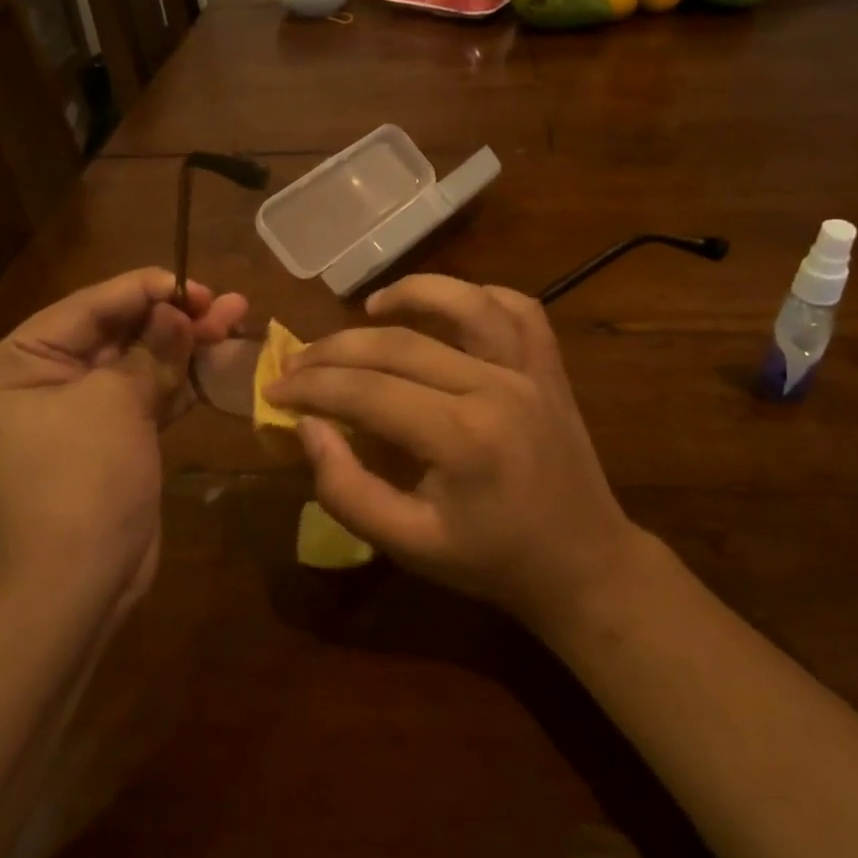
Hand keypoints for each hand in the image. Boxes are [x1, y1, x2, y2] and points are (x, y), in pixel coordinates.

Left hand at [0, 268, 246, 612]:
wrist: (80, 583)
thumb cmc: (82, 479)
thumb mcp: (117, 401)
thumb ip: (153, 347)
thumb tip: (179, 309)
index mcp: (17, 360)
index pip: (91, 306)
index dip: (149, 289)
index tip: (199, 284)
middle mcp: (40, 377)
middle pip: (119, 331)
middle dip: (175, 318)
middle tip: (229, 303)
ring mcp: (77, 409)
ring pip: (140, 362)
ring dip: (186, 345)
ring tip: (237, 319)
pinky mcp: (110, 436)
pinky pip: (148, 395)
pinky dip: (182, 380)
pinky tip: (221, 359)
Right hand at [261, 274, 637, 629]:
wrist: (583, 564)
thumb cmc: (491, 561)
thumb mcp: (408, 544)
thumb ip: (347, 489)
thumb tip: (308, 427)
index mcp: (461, 438)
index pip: (366, 391)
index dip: (311, 387)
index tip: (274, 390)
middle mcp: (496, 387)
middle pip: (400, 345)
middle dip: (336, 349)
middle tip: (297, 362)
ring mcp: (530, 369)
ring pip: (465, 302)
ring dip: (411, 293)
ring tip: (368, 308)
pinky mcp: (550, 366)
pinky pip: (517, 308)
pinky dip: (477, 296)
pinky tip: (446, 309)